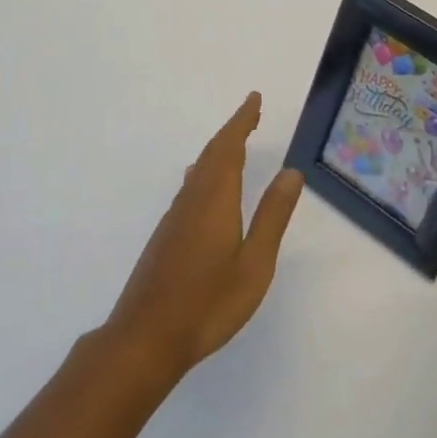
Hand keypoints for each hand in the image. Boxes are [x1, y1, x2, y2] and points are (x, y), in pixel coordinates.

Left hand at [103, 92, 304, 380]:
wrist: (145, 338)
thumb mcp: (254, 263)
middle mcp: (193, 197)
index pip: (230, 146)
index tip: (254, 99)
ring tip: (235, 143)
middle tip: (251, 114)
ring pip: (199, 169)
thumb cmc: (207, 302)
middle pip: (213, 152)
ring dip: (219, 150)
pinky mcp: (166, 235)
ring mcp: (175, 216)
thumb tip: (291, 172)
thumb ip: (272, 216)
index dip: (243, 120)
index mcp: (216, 197)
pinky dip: (206, 171)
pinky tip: (205, 185)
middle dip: (233, 130)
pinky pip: (191, 187)